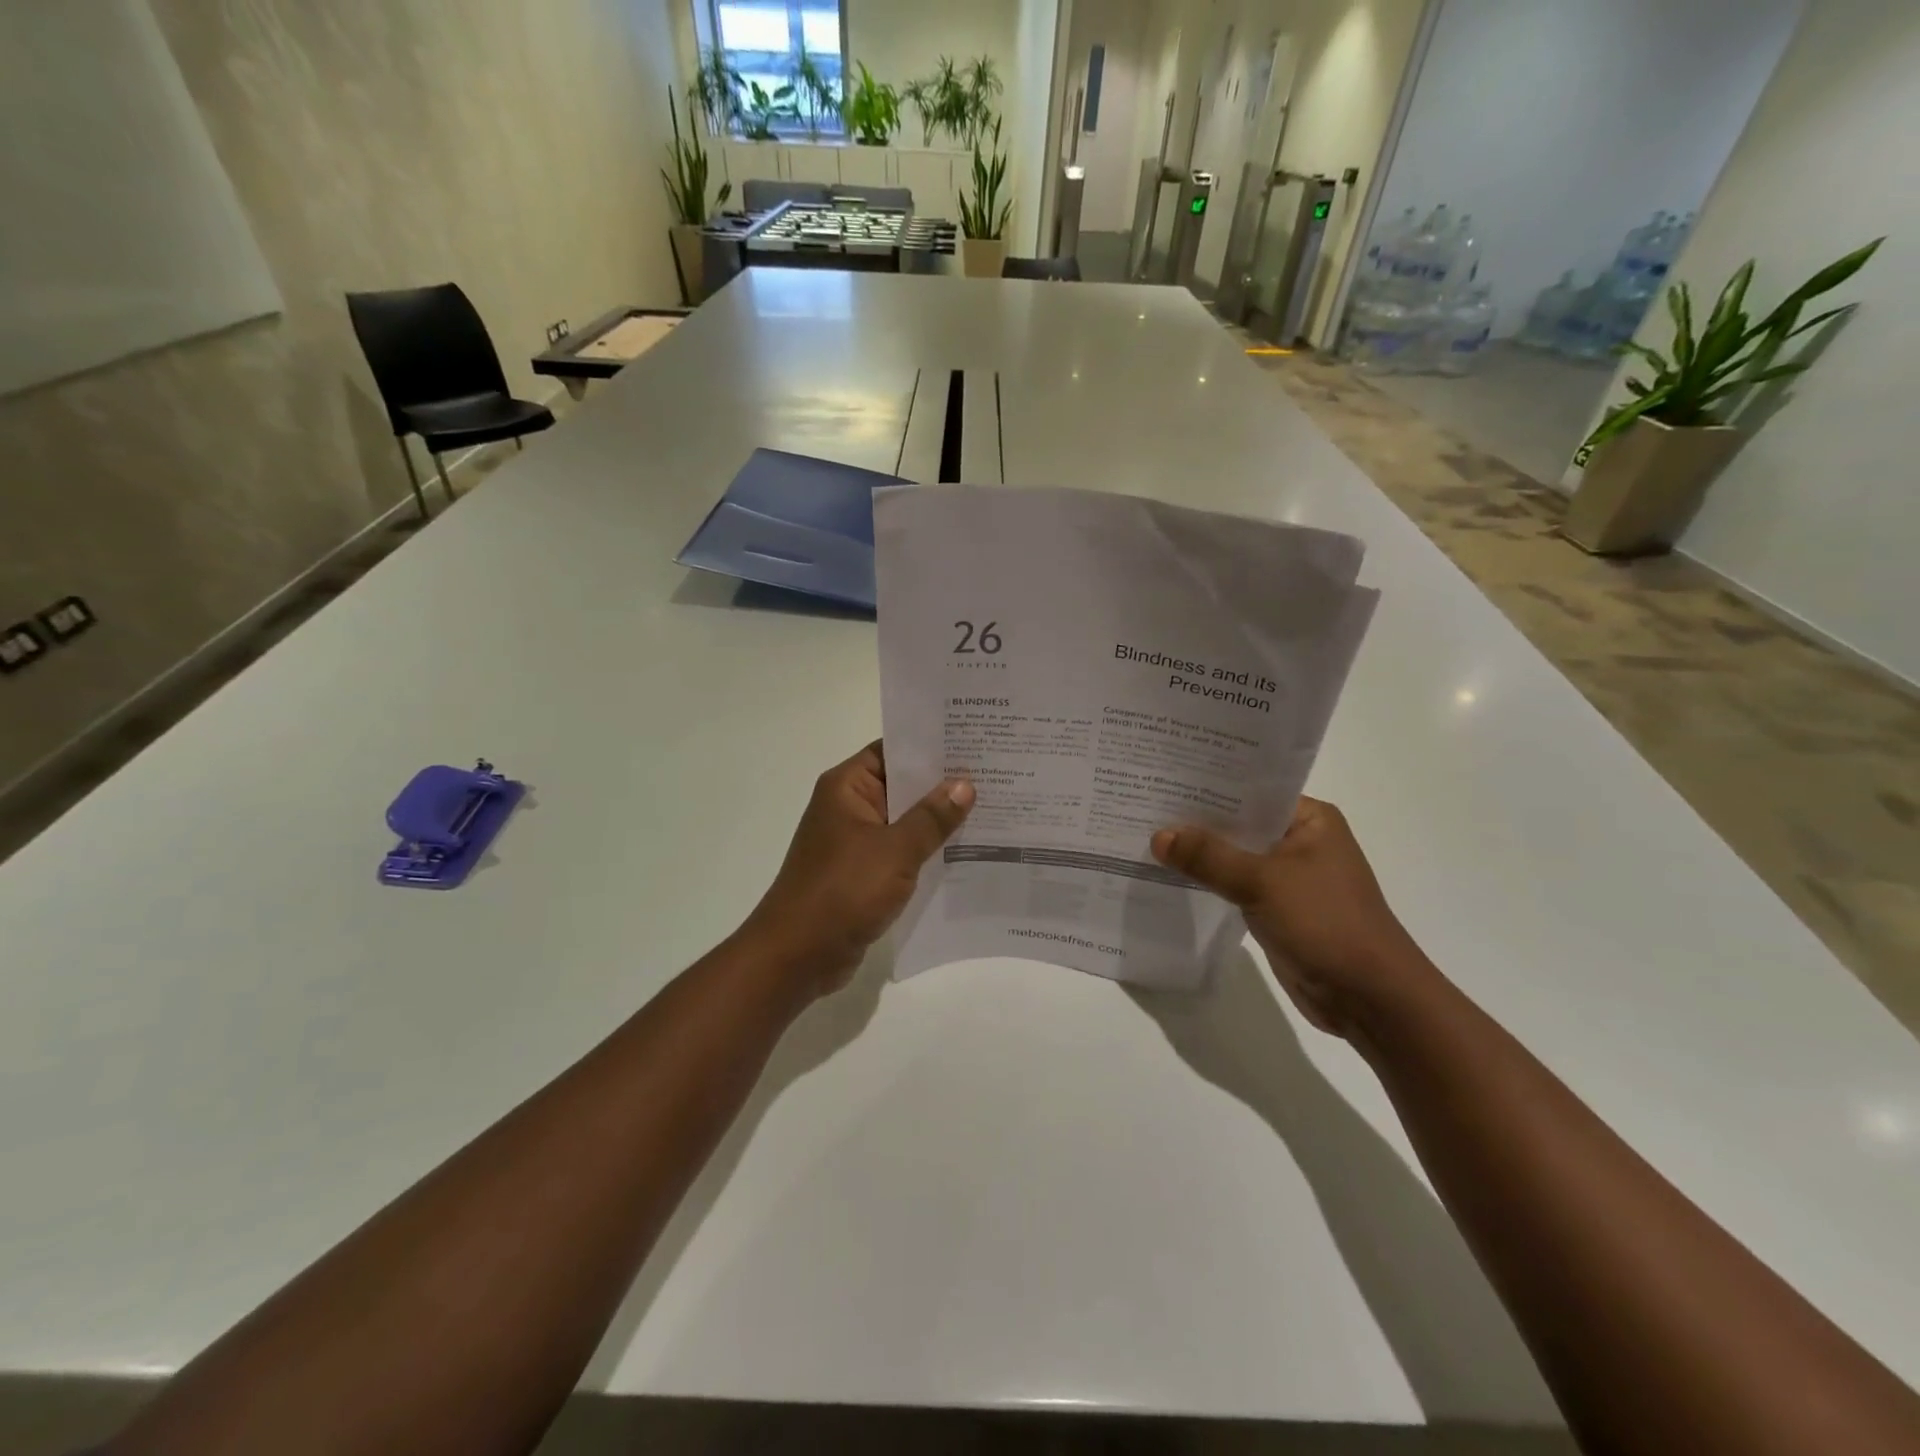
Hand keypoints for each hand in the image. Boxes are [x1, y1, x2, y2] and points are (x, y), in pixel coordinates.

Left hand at [744, 743, 973, 996]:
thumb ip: (932, 817)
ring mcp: (855, 841)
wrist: (797, 956)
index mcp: (847, 787)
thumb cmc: (842, 891)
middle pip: (902, 784)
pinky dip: (926, 850)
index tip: (974, 740)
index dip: (931, 745)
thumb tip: (965, 784)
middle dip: (943, 783)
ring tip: (992, 808)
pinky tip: (966, 851)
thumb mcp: (895, 850)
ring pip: (904, 820)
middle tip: (995, 773)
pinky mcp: (862, 873)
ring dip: (938, 820)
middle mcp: (849, 806)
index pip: (892, 750)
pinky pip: (900, 851)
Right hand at [1151, 798, 1437, 1038]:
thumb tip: (1158, 835)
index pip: (1250, 790)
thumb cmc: (1327, 923)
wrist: (1369, 997)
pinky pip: (1233, 884)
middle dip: (1195, 819)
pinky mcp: (1275, 907)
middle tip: (1142, 802)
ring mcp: (1287, 876)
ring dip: (1198, 852)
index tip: (1162, 776)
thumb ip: (1209, 856)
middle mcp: (1298, 840)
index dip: (1207, 784)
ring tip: (1144, 833)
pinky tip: (1168, 873)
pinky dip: (1207, 880)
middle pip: (1238, 822)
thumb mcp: (1263, 882)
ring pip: (1233, 855)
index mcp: (1309, 819)